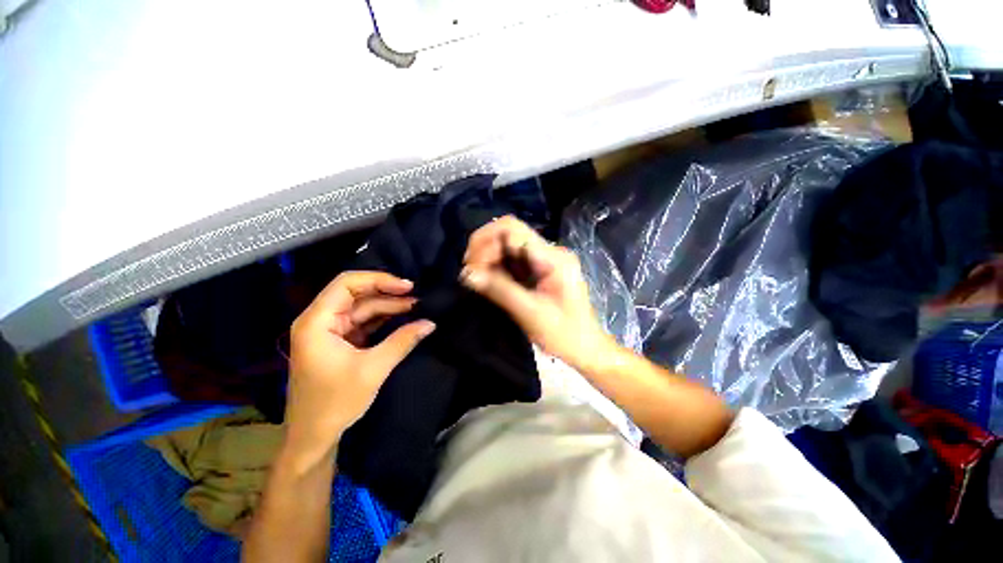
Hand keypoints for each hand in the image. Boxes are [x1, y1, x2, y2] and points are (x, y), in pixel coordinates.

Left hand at [285, 271, 434, 463]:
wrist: (313, 436)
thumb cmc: (335, 403)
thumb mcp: (373, 369)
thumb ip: (403, 341)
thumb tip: (431, 323)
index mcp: (317, 322)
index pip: (346, 284)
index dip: (379, 280)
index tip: (407, 287)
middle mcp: (320, 320)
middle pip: (356, 294)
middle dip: (388, 293)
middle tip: (417, 296)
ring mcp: (330, 330)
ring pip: (362, 308)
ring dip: (389, 307)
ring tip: (416, 306)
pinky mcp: (339, 341)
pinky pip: (364, 322)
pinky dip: (383, 320)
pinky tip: (403, 318)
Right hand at [461, 216, 617, 372]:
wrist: (585, 348)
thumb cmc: (564, 334)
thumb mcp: (530, 313)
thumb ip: (499, 290)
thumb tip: (466, 274)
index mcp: (552, 257)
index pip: (512, 229)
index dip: (485, 241)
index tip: (471, 266)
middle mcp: (548, 251)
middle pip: (507, 234)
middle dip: (483, 250)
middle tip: (469, 273)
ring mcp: (543, 260)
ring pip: (506, 247)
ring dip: (487, 258)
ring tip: (475, 278)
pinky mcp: (538, 271)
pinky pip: (511, 261)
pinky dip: (495, 268)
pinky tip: (486, 281)